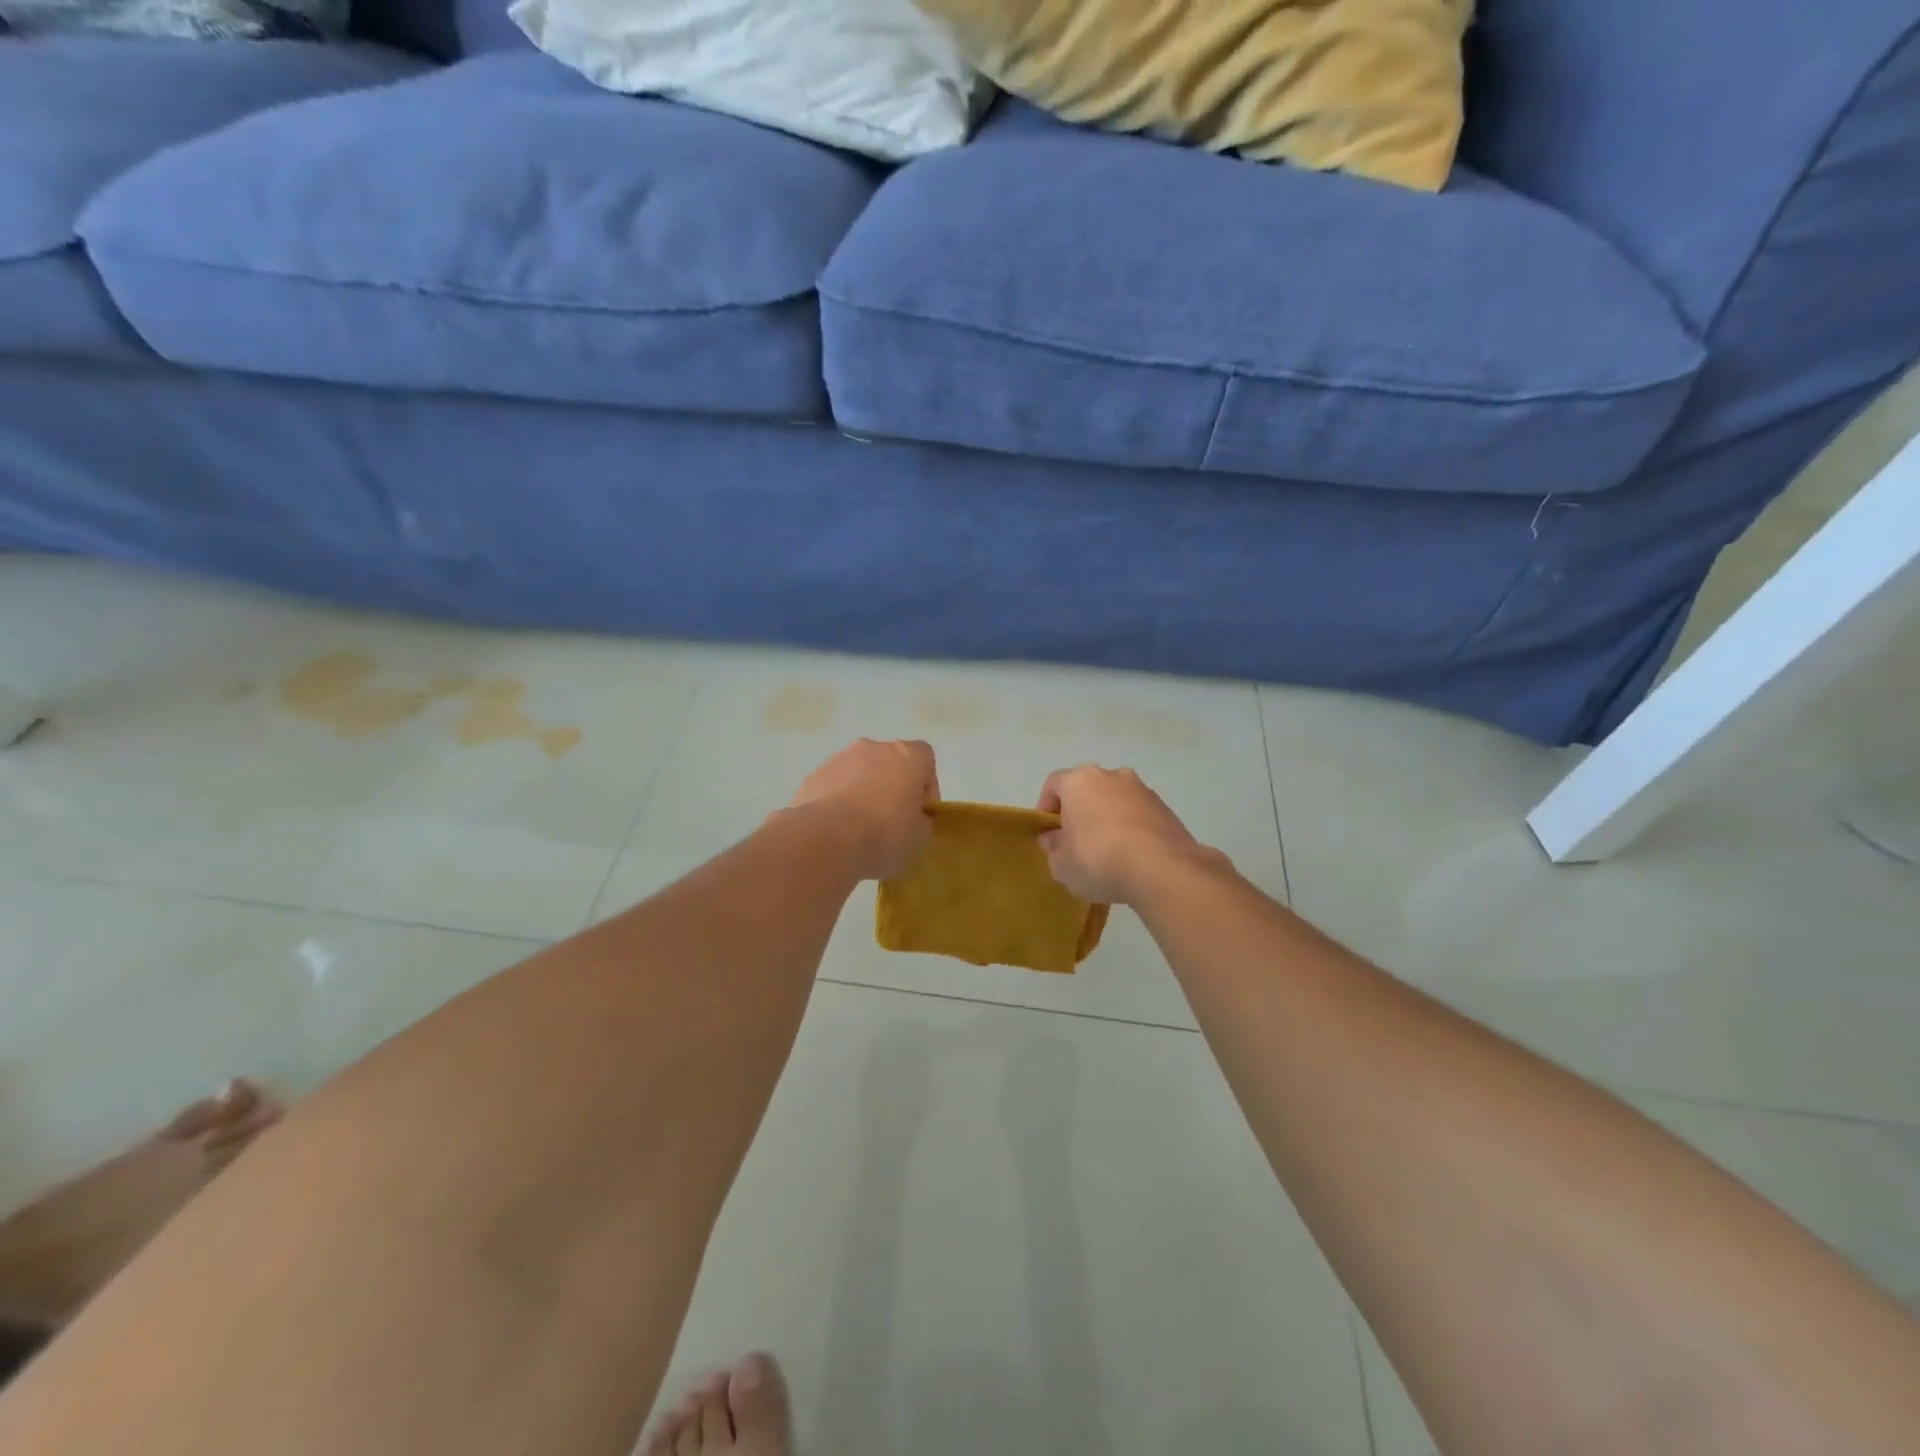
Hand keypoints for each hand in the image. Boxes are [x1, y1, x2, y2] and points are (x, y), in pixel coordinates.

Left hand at [790, 739, 939, 880]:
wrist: (827, 840)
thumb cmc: (885, 834)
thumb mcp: (920, 837)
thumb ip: (921, 820)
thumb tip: (912, 819)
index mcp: (906, 756)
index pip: (924, 758)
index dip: (926, 785)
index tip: (920, 812)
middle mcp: (872, 747)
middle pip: (889, 762)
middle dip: (891, 786)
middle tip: (891, 820)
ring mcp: (839, 759)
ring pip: (858, 773)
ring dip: (863, 792)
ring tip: (859, 828)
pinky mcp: (812, 776)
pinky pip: (833, 786)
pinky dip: (838, 802)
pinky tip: (836, 830)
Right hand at [1037, 765, 1216, 904]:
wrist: (1162, 869)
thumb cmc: (1098, 859)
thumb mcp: (1061, 864)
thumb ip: (1053, 847)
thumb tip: (1054, 838)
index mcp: (1079, 781)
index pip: (1054, 784)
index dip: (1046, 808)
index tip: (1048, 833)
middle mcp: (1112, 776)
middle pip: (1087, 790)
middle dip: (1080, 812)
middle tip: (1076, 842)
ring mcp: (1143, 790)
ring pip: (1115, 801)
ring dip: (1108, 820)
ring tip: (1108, 853)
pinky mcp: (1166, 809)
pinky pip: (1139, 816)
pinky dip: (1131, 830)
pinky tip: (1132, 857)